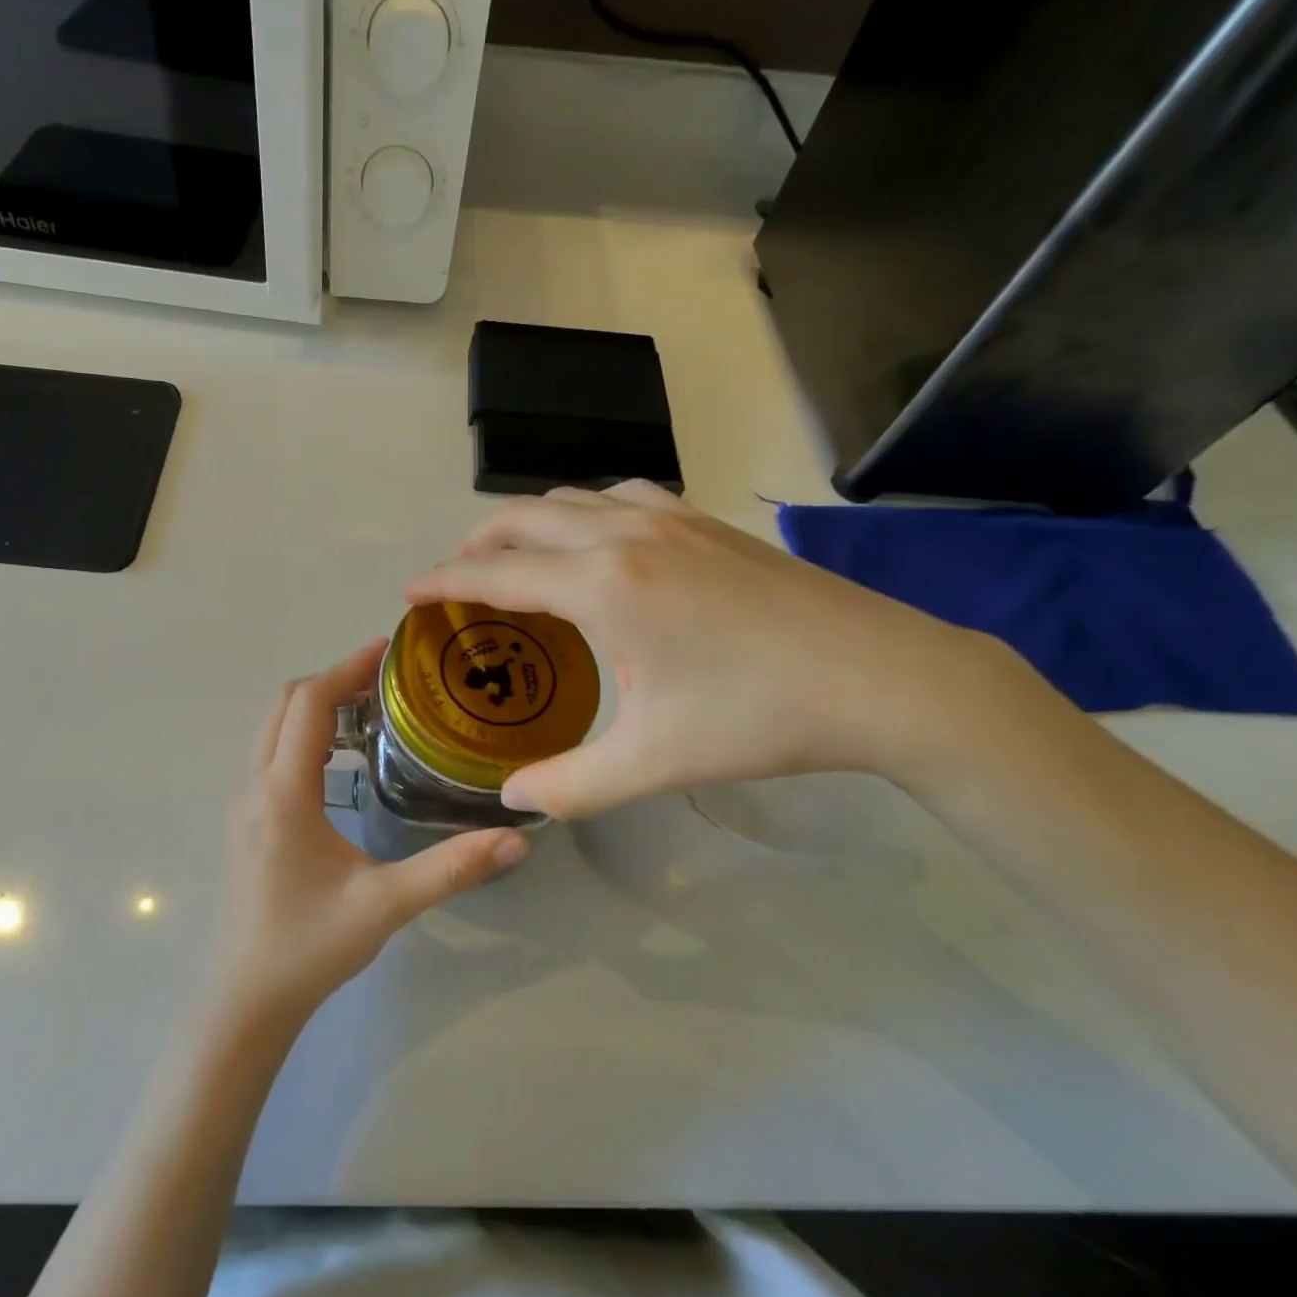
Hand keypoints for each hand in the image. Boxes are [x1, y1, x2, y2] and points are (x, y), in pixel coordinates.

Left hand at [211, 641, 529, 1027]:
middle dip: (333, 680)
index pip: (310, 705)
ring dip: (315, 705)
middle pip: (285, 704)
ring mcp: (243, 802)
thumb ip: (452, 868)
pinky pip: (270, 752)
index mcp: (284, 794)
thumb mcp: (387, 905)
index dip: (348, 669)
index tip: (389, 650)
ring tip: (371, 710)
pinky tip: (342, 759)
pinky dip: (302, 732)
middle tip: (387, 680)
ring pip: (272, 726)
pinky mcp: (245, 819)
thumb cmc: (311, 947)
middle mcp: (255, 786)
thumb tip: (517, 838)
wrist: (247, 999)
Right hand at [405, 481, 1033, 819]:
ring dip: (529, 522)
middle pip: (525, 518)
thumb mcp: (655, 762)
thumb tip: (512, 800)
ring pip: (573, 498)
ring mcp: (671, 518)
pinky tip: (597, 540)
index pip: (498, 574)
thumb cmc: (760, 718)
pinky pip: (620, 496)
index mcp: (604, 585)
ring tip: (515, 557)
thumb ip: (570, 785)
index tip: (409, 591)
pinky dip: (583, 511)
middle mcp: (626, 534)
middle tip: (455, 579)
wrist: (886, 677)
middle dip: (477, 544)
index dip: (445, 582)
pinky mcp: (706, 521)